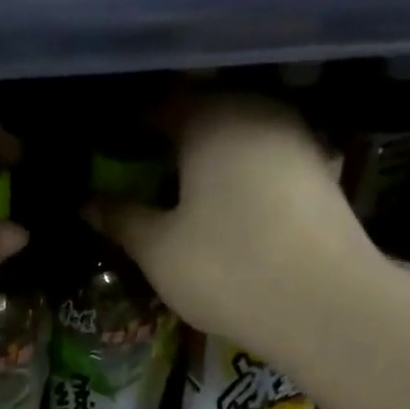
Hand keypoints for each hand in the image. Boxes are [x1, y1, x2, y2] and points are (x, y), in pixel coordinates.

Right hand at [98, 95, 378, 344]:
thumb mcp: (159, 250)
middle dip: (165, 141)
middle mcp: (257, 110)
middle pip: (200, 114)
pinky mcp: (317, 170)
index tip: (103, 153)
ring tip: (174, 194)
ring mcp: (294, 138)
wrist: (324, 305)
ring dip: (202, 159)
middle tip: (135, 175)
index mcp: (211, 117)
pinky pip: (260, 160)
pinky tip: (220, 208)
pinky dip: (234, 175)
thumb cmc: (227, 269)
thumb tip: (85, 201)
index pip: (157, 103)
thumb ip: (120, 219)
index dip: (126, 128)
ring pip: (234, 136)